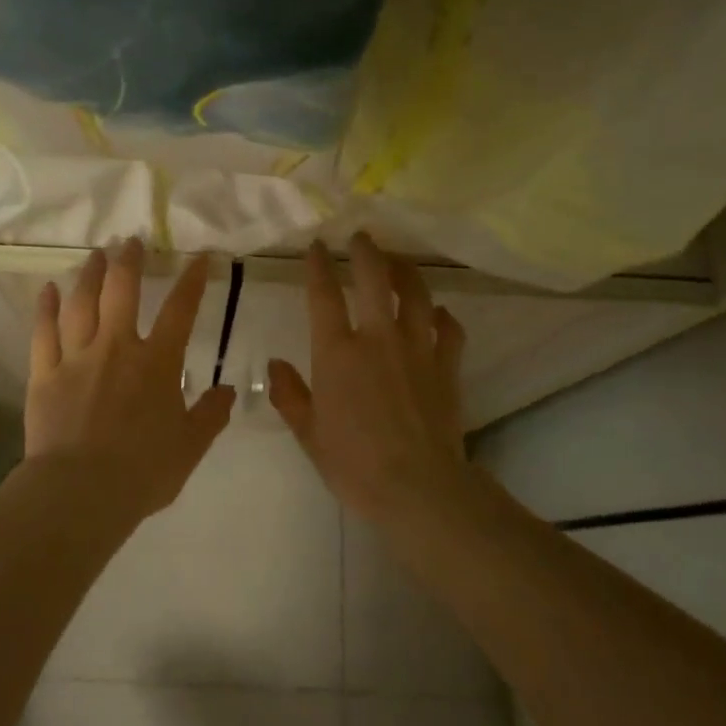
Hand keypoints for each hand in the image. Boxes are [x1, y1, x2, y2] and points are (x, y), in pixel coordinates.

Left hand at [26, 239, 235, 517]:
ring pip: (81, 303)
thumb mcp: (190, 447)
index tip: (199, 257)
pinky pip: (43, 332)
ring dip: (90, 275)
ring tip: (95, 255)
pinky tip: (47, 289)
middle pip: (123, 292)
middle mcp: (117, 348)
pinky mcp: (44, 374)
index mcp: (157, 363)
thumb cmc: (143, 471)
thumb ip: (211, 415)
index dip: (192, 281)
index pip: (180, 311)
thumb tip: (228, 391)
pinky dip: (45, 308)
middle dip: (129, 262)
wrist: (81, 492)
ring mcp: (77, 357)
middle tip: (130, 241)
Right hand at [268, 234, 471, 522]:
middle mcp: (378, 338)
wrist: (418, 488)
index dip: (319, 265)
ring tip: (398, 262)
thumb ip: (290, 394)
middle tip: (362, 237)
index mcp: (338, 352)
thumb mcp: (308, 434)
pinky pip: (450, 329)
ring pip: (416, 294)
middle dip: (366, 251)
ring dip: (406, 271)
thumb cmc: (354, 464)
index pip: (324, 295)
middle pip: (375, 278)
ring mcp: (417, 348)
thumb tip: (275, 364)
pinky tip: (438, 314)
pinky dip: (443, 316)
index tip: (317, 247)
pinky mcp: (446, 366)